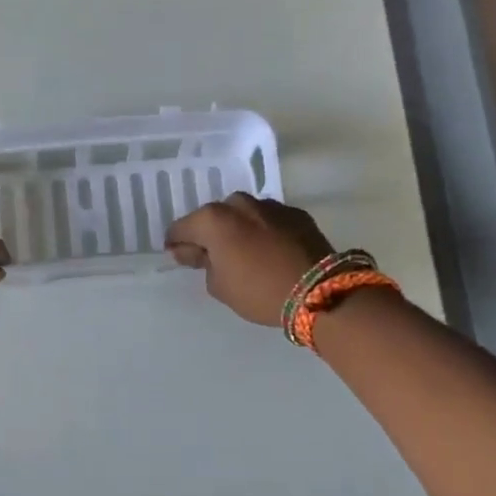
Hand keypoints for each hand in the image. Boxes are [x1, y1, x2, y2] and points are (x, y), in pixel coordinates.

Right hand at [166, 193, 334, 326]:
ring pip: (243, 216)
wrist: (318, 291)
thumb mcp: (219, 286)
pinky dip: (264, 232)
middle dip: (210, 234)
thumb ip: (201, 263)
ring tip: (245, 256)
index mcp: (213, 219)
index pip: (181, 228)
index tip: (179, 257)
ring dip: (239, 231)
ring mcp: (270, 206)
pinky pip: (269, 221)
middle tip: (214, 259)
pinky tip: (270, 253)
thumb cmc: (258, 291)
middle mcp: (240, 204)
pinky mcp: (296, 214)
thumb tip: (193, 250)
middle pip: (214, 217)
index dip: (177, 244)